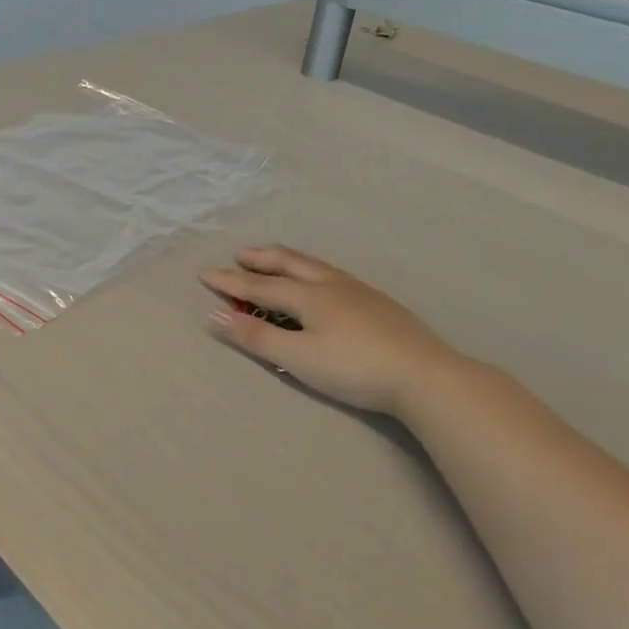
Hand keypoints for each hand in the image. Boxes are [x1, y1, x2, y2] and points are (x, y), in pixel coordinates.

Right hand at [201, 245, 467, 415]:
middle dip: (261, 259)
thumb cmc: (353, 368)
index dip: (231, 281)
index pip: (260, 286)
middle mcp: (332, 285)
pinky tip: (322, 283)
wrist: (423, 375)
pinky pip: (333, 275)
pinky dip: (312, 271)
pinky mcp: (378, 304)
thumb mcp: (298, 358)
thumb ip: (257, 337)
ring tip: (275, 259)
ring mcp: (359, 292)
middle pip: (290, 264)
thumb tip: (216, 315)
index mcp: (309, 296)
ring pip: (315, 266)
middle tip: (240, 253)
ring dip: (288, 260)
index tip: (205, 274)